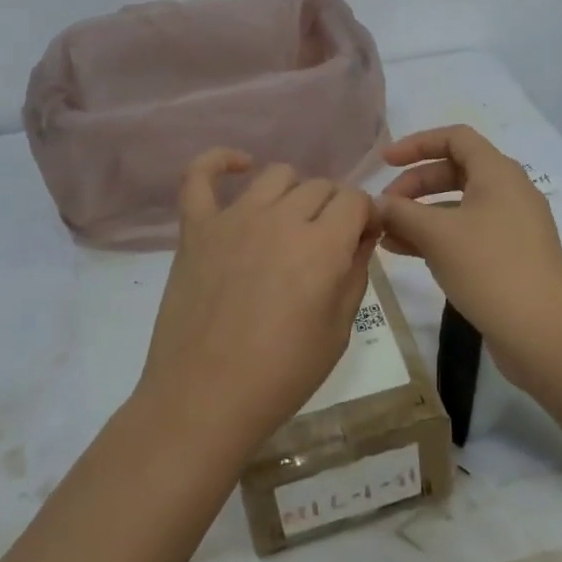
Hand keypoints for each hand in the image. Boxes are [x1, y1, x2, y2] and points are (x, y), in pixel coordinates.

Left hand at [136, 149, 379, 459]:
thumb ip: (356, 273)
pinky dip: (219, 162)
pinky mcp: (196, 228)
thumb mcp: (339, 331)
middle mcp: (280, 219)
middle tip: (327, 244)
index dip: (365, 216)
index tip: (362, 239)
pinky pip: (199, 176)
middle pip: (320, 186)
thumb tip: (362, 236)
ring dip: (293, 192)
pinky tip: (239, 166)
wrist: (204, 399)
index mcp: (322, 246)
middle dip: (334, 209)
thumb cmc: (281, 375)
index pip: (355, 199)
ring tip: (290, 222)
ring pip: (276, 174)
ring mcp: (233, 219)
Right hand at [376, 126, 561, 378]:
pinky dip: (438, 236)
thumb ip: (401, 213)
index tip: (385, 163)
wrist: (542, 333)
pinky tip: (407, 253)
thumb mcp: (437, 235)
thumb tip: (377, 205)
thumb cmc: (489, 268)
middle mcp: (509, 191)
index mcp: (498, 173)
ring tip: (386, 235)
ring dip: (421, 214)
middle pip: (454, 171)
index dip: (417, 144)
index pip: (455, 138)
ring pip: (459, 206)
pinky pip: (468, 232)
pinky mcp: (511, 256)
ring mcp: (513, 226)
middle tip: (384, 207)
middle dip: (415, 185)